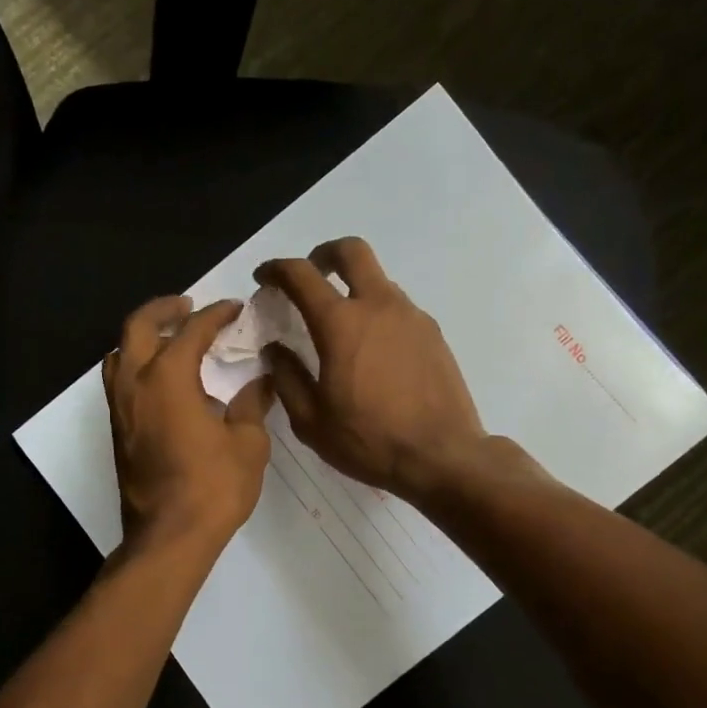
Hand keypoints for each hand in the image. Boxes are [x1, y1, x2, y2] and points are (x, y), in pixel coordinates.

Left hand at [104, 295, 275, 553]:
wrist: (170, 537)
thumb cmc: (214, 488)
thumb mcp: (247, 444)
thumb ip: (252, 405)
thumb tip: (261, 382)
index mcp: (168, 378)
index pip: (191, 331)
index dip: (215, 315)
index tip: (234, 308)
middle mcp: (135, 384)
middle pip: (137, 327)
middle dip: (163, 309)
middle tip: (188, 306)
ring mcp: (120, 408)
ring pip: (118, 354)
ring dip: (142, 337)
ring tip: (169, 338)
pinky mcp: (118, 431)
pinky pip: (119, 381)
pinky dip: (136, 365)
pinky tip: (162, 379)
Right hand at [255, 238, 488, 501]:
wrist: (442, 456)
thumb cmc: (369, 441)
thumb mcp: (311, 421)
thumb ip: (287, 378)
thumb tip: (276, 350)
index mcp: (341, 324)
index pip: (301, 275)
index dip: (276, 269)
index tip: (264, 279)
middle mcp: (379, 306)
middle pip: (351, 251)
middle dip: (324, 254)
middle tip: (310, 276)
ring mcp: (411, 317)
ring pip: (378, 280)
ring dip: (354, 289)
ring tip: (342, 327)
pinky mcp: (433, 334)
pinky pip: (398, 308)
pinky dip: (378, 314)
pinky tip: (373, 353)